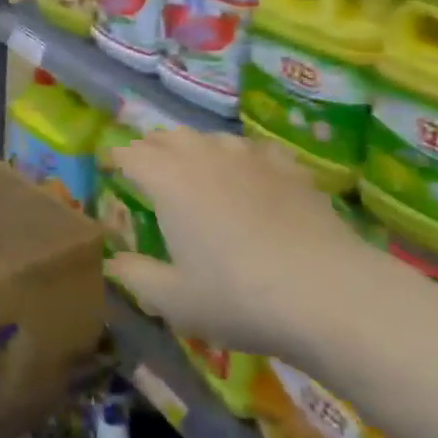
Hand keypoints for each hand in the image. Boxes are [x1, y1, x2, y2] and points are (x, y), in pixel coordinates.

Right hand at [104, 130, 373, 356]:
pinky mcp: (289, 168)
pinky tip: (249, 173)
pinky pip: (255, 150)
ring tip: (193, 166)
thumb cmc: (238, 297)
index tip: (108, 166)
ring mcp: (249, 158)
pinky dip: (240, 156)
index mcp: (167, 180)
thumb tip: (112, 262)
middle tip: (145, 166)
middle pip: (168, 137)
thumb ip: (136, 276)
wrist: (329, 294)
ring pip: (211, 138)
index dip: (116, 158)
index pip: (131, 154)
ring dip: (194, 147)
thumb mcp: (174, 300)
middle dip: (151, 147)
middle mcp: (204, 157)